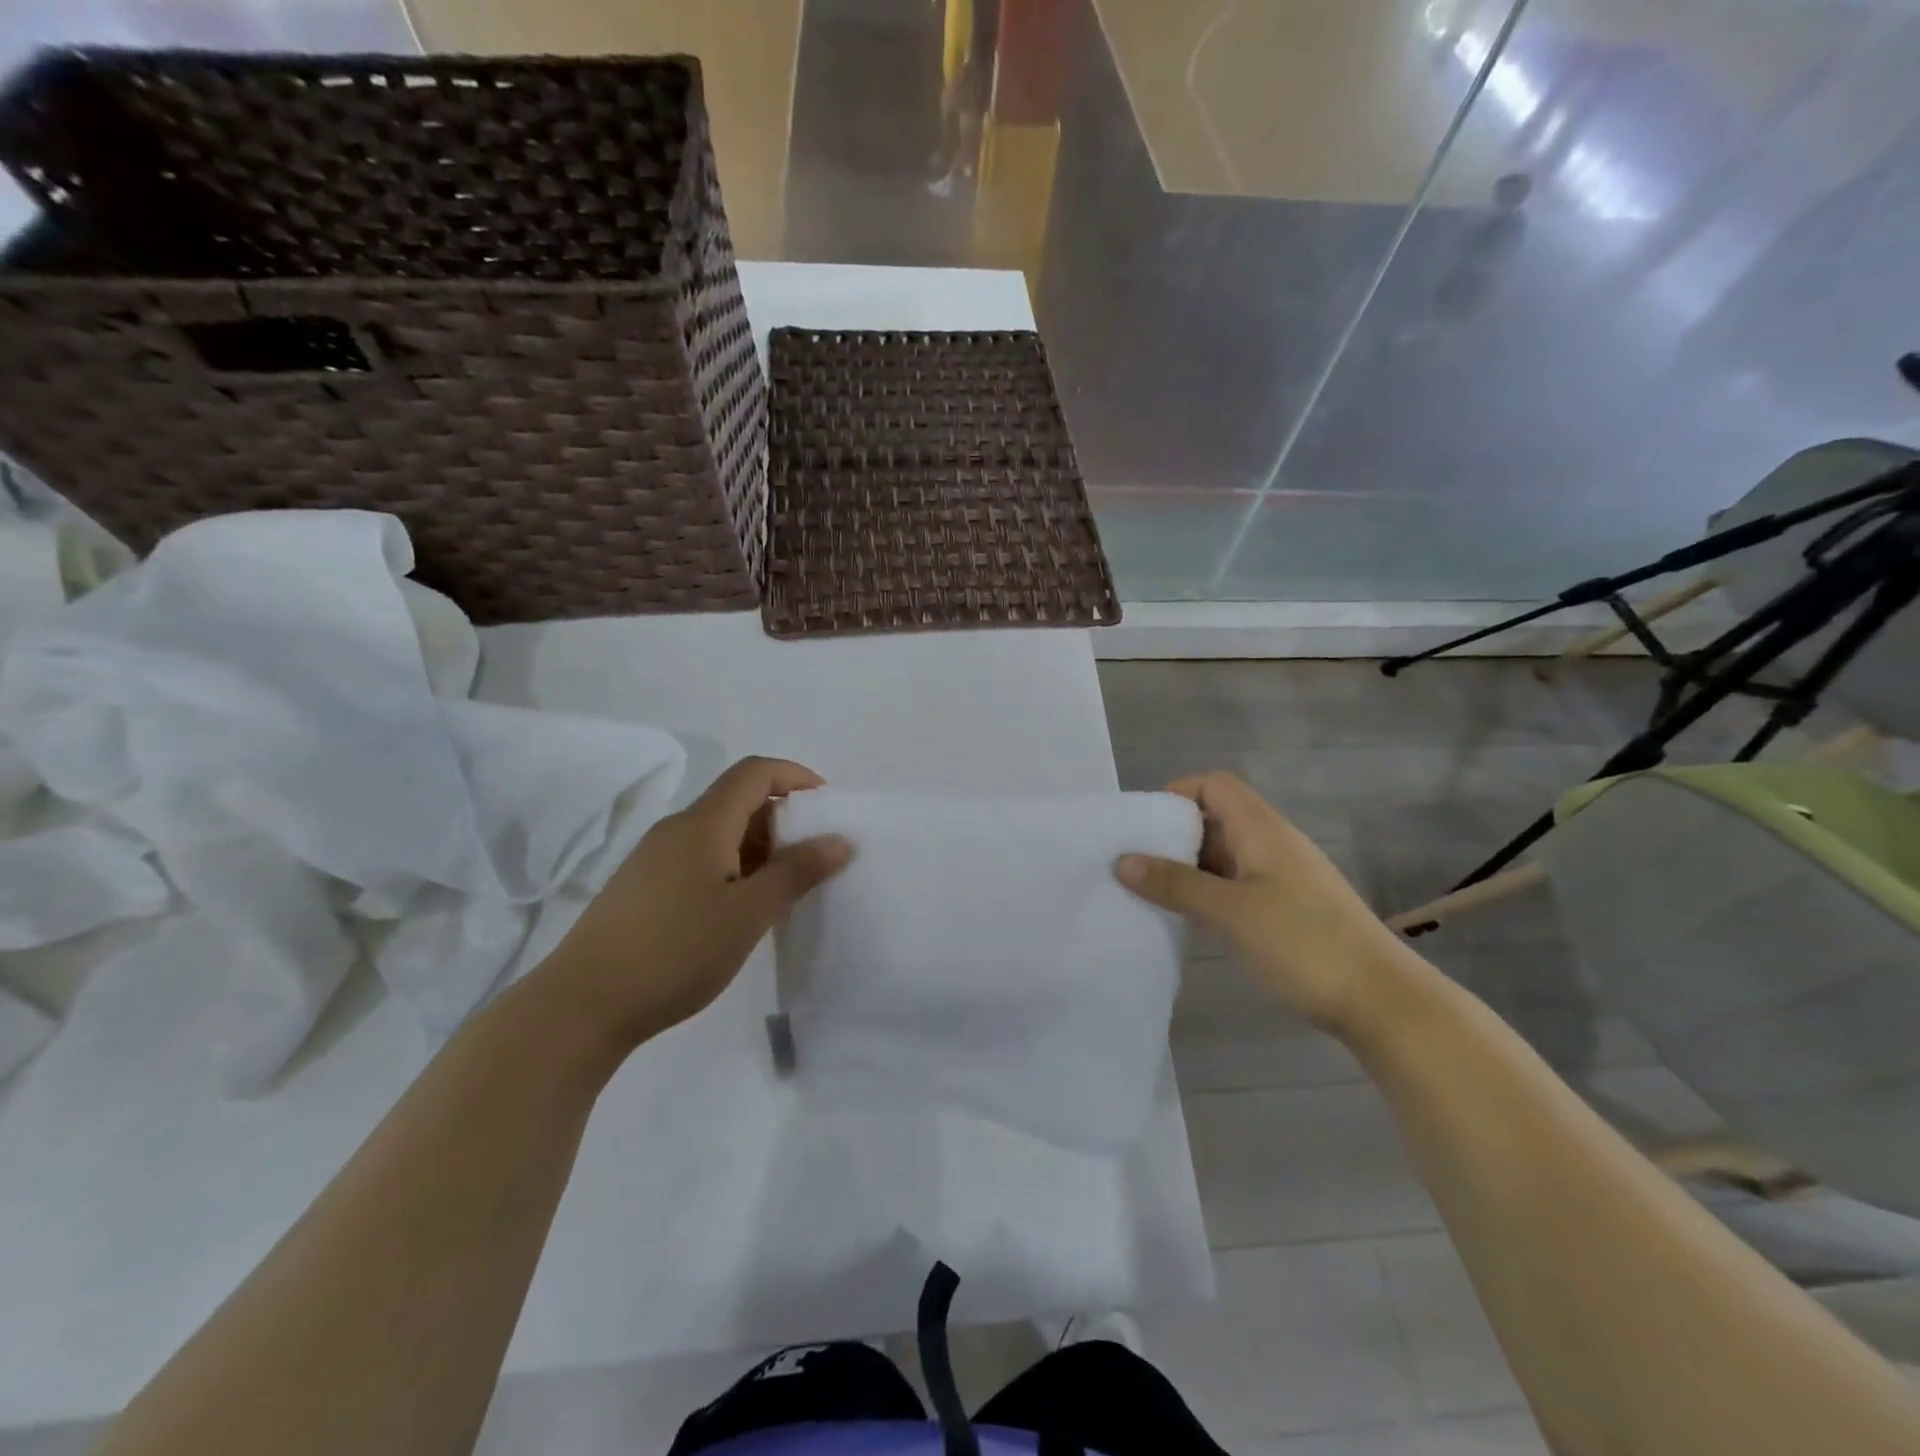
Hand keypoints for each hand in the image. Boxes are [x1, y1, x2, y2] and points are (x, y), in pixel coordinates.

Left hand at [541, 757, 850, 1046]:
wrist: (582, 1005)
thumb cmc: (675, 951)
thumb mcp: (749, 914)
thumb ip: (797, 872)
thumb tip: (838, 840)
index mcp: (703, 823)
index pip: (755, 772)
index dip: (796, 777)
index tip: (828, 808)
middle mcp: (677, 829)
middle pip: (738, 800)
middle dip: (783, 819)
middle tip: (813, 858)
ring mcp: (655, 858)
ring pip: (719, 833)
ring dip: (759, 847)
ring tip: (784, 889)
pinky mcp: (643, 887)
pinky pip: (700, 858)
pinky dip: (733, 868)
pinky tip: (741, 910)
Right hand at [1116, 772, 1407, 1035]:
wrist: (1380, 1001)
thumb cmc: (1303, 943)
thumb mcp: (1230, 911)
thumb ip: (1175, 884)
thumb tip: (1121, 860)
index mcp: (1261, 829)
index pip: (1213, 786)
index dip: (1175, 794)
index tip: (1141, 825)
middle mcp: (1271, 844)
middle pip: (1214, 819)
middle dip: (1172, 835)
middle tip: (1132, 861)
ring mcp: (1280, 878)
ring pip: (1222, 856)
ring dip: (1186, 867)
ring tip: (1147, 890)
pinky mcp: (1284, 909)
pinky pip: (1234, 886)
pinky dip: (1206, 892)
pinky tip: (1184, 917)